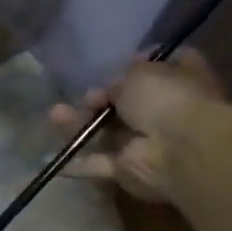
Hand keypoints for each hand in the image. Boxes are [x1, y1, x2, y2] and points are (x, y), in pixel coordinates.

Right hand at [51, 49, 223, 203]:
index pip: (163, 68)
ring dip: (80, 124)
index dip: (141, 63)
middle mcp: (166, 112)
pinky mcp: (129, 169)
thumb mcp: (140, 72)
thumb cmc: (167, 99)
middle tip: (88, 95)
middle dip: (101, 98)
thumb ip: (122, 77)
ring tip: (54, 114)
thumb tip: (112, 86)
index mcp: (180, 82)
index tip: (120, 61)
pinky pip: (98, 163)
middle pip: (128, 103)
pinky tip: (51, 158)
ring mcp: (147, 142)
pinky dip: (77, 162)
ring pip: (107, 132)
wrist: (180, 149)